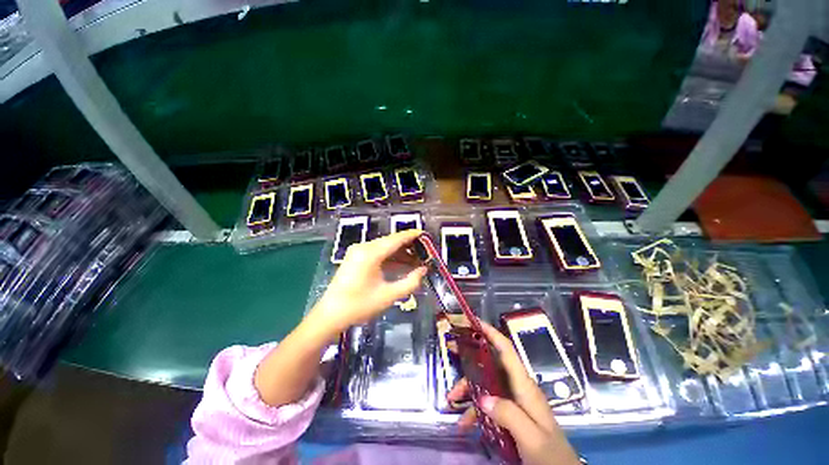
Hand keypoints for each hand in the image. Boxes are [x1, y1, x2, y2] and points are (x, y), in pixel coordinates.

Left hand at [308, 230, 426, 337]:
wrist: (330, 315)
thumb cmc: (360, 306)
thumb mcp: (389, 295)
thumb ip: (410, 282)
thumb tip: (424, 270)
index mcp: (370, 254)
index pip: (396, 239)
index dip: (411, 236)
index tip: (425, 234)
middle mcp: (363, 247)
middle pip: (390, 241)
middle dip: (408, 246)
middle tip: (425, 251)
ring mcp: (358, 252)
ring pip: (384, 247)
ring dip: (400, 253)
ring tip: (417, 260)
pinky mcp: (356, 257)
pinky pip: (377, 253)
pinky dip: (390, 258)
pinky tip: (402, 264)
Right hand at [448, 322, 580, 464]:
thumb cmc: (550, 454)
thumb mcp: (530, 436)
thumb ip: (508, 415)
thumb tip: (482, 398)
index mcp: (524, 385)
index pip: (506, 350)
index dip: (491, 333)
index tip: (473, 322)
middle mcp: (516, 387)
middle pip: (490, 365)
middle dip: (470, 361)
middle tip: (450, 351)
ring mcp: (512, 400)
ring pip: (485, 384)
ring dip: (468, 390)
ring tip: (451, 401)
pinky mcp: (509, 413)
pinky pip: (488, 404)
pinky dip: (475, 410)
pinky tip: (465, 423)